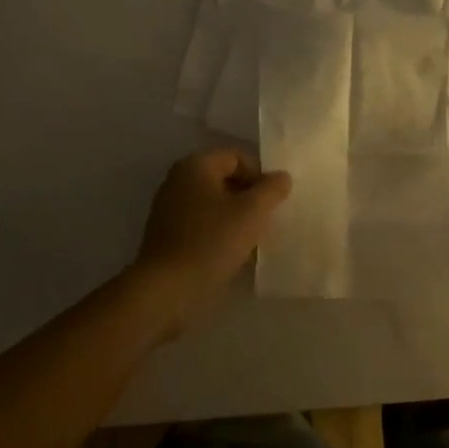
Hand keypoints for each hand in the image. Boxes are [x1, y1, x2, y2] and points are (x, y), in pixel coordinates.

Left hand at [135, 149, 292, 331]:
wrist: (167, 290)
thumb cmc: (211, 242)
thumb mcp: (252, 212)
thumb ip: (271, 189)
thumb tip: (281, 177)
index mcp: (195, 165)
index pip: (237, 157)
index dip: (260, 175)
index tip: (272, 202)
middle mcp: (178, 180)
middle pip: (224, 179)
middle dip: (249, 197)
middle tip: (266, 220)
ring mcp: (169, 209)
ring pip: (214, 204)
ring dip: (236, 217)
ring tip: (252, 239)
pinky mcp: (167, 236)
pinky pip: (201, 224)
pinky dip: (219, 232)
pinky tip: (232, 253)